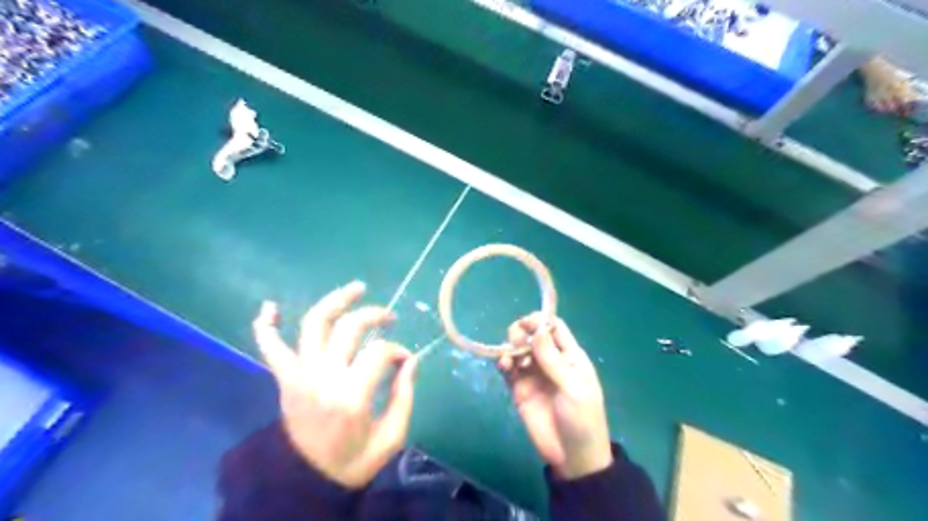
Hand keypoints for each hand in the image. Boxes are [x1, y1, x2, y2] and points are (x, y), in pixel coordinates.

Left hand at [251, 280, 416, 488]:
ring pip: (315, 323)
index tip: (406, 361)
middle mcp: (323, 377)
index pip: (380, 352)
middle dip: (375, 315)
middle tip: (390, 318)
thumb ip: (405, 396)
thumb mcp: (391, 437)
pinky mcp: (285, 379)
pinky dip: (267, 325)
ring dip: (336, 300)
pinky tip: (270, 306)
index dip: (398, 351)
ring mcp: (300, 374)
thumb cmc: (353, 461)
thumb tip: (411, 361)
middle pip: (350, 327)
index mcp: (351, 396)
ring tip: (357, 288)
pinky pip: (270, 347)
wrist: (307, 482)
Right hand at [506, 314, 614, 479]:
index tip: (527, 323)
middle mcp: (550, 360)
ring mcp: (533, 374)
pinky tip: (503, 365)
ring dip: (511, 346)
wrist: (572, 456)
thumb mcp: (573, 387)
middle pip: (532, 335)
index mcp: (570, 356)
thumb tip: (537, 330)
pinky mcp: (519, 388)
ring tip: (510, 358)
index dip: (540, 321)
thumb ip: (553, 360)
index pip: (554, 328)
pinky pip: (508, 368)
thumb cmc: (582, 418)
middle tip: (517, 340)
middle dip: (522, 332)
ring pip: (518, 349)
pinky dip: (503, 362)